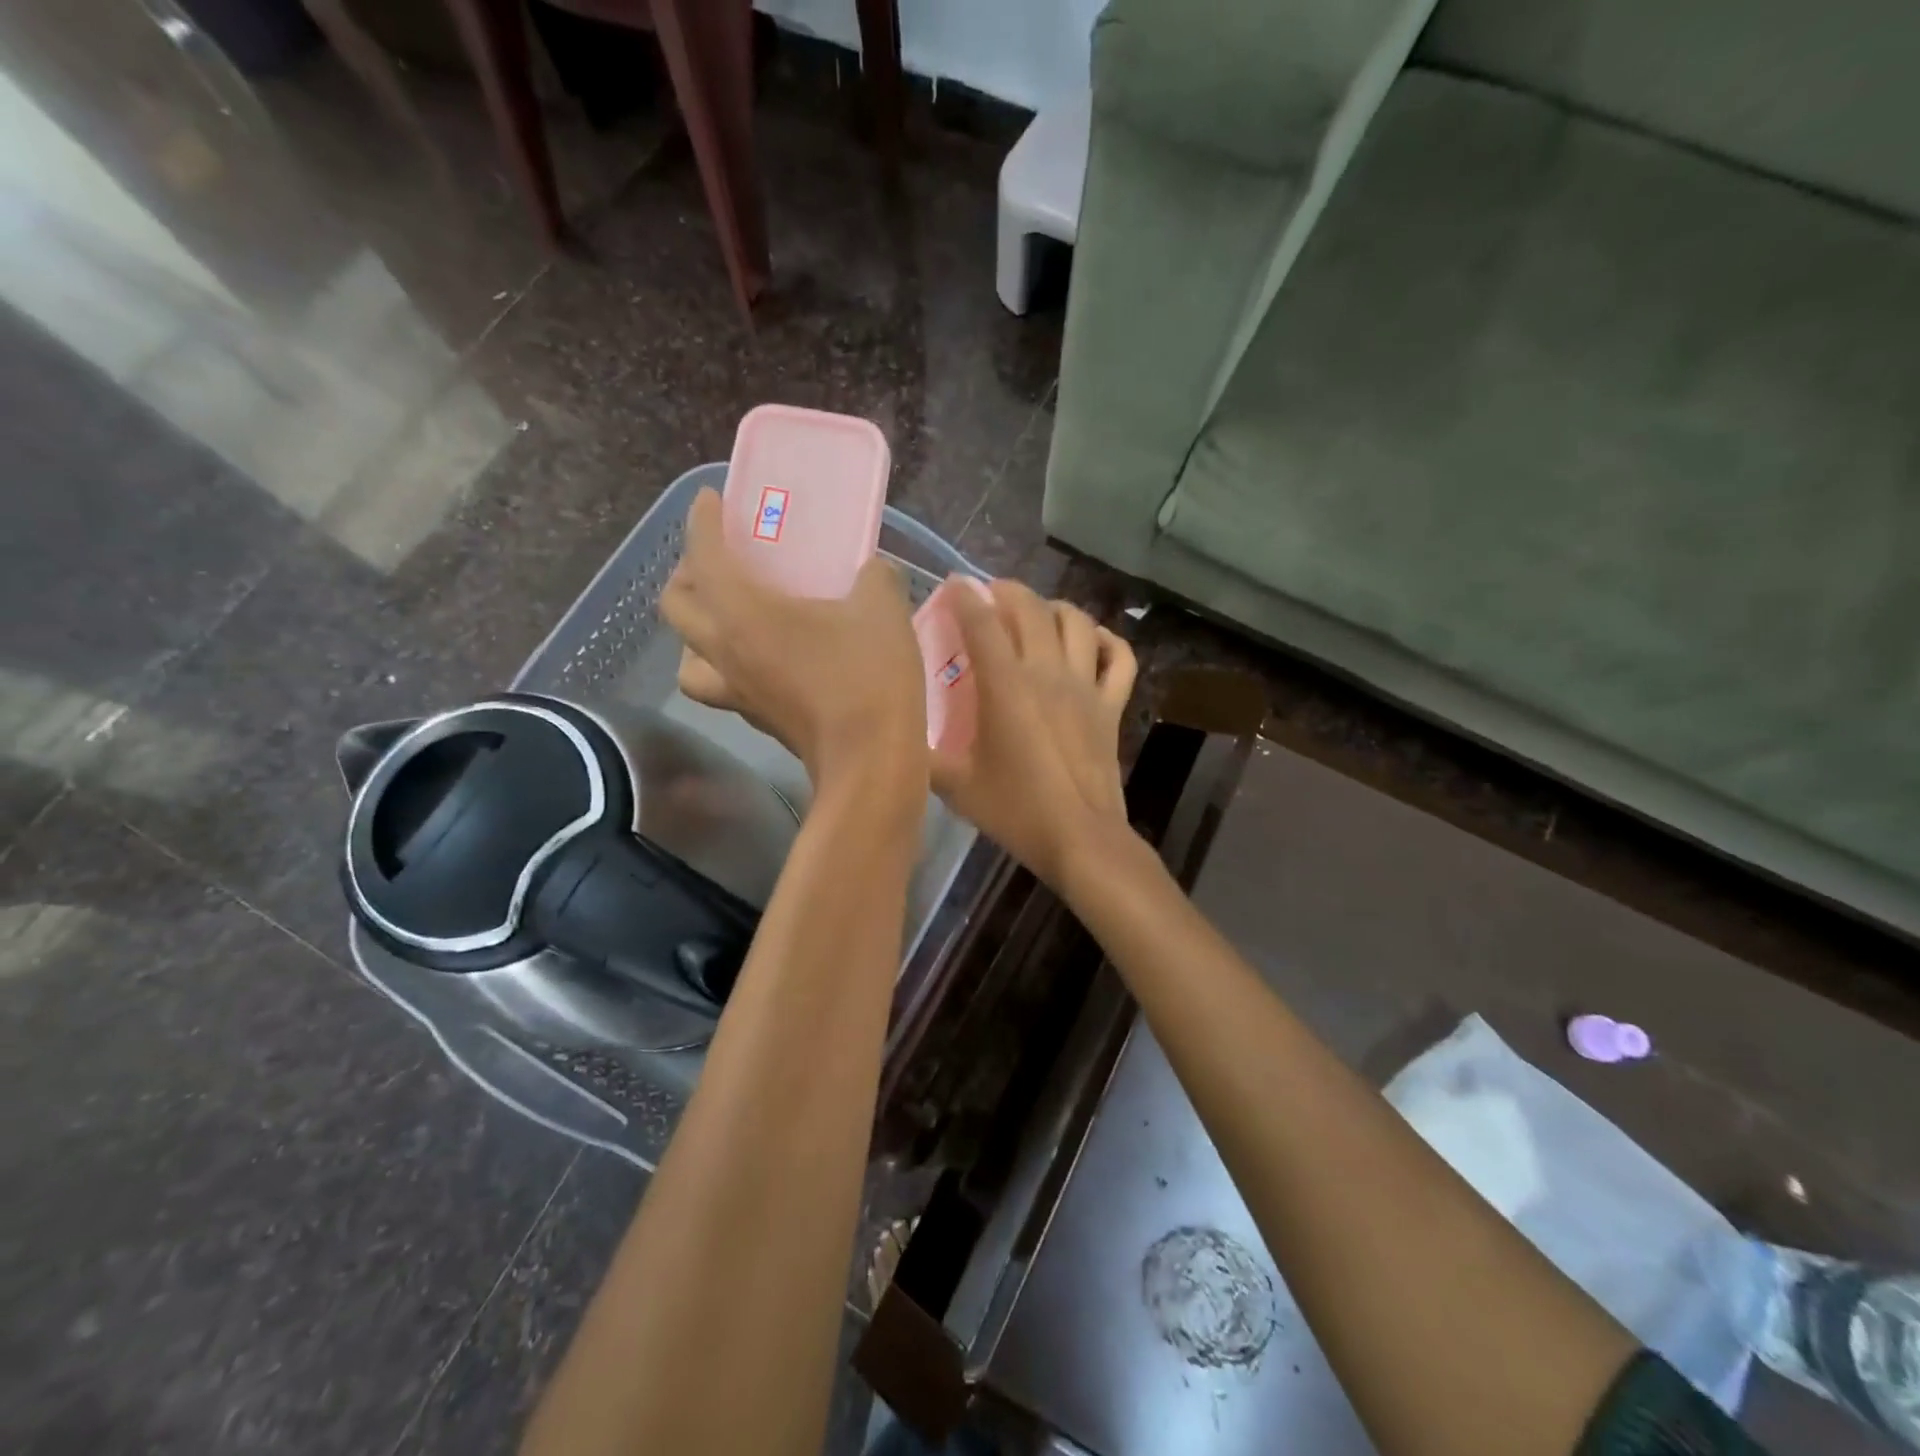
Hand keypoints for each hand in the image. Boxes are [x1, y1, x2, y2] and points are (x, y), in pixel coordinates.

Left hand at [661, 489, 926, 800]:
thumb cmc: (869, 677)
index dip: (702, 522)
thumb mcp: (882, 607)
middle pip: (675, 607)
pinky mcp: (757, 720)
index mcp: (743, 614)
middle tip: (718, 561)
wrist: (871, 761)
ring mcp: (737, 692)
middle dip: (687, 574)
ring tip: (726, 618)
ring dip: (696, 631)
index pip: (704, 556)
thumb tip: (870, 570)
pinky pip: (720, 685)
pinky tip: (760, 660)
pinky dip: (726, 665)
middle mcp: (725, 652)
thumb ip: (872, 575)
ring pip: (687, 657)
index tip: (710, 502)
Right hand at [930, 580, 1137, 887]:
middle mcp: (1048, 673)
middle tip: (990, 596)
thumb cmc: (1016, 810)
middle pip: (1031, 609)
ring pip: (1078, 622)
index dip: (965, 596)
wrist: (1080, 838)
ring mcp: (1086, 686)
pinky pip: (1120, 658)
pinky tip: (1092, 641)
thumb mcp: (955, 786)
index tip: (953, 584)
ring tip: (1037, 614)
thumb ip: (922, 757)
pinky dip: (1107, 641)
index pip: (982, 623)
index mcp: (1006, 686)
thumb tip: (897, 739)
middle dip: (1008, 591)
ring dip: (1055, 608)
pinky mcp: (1112, 706)